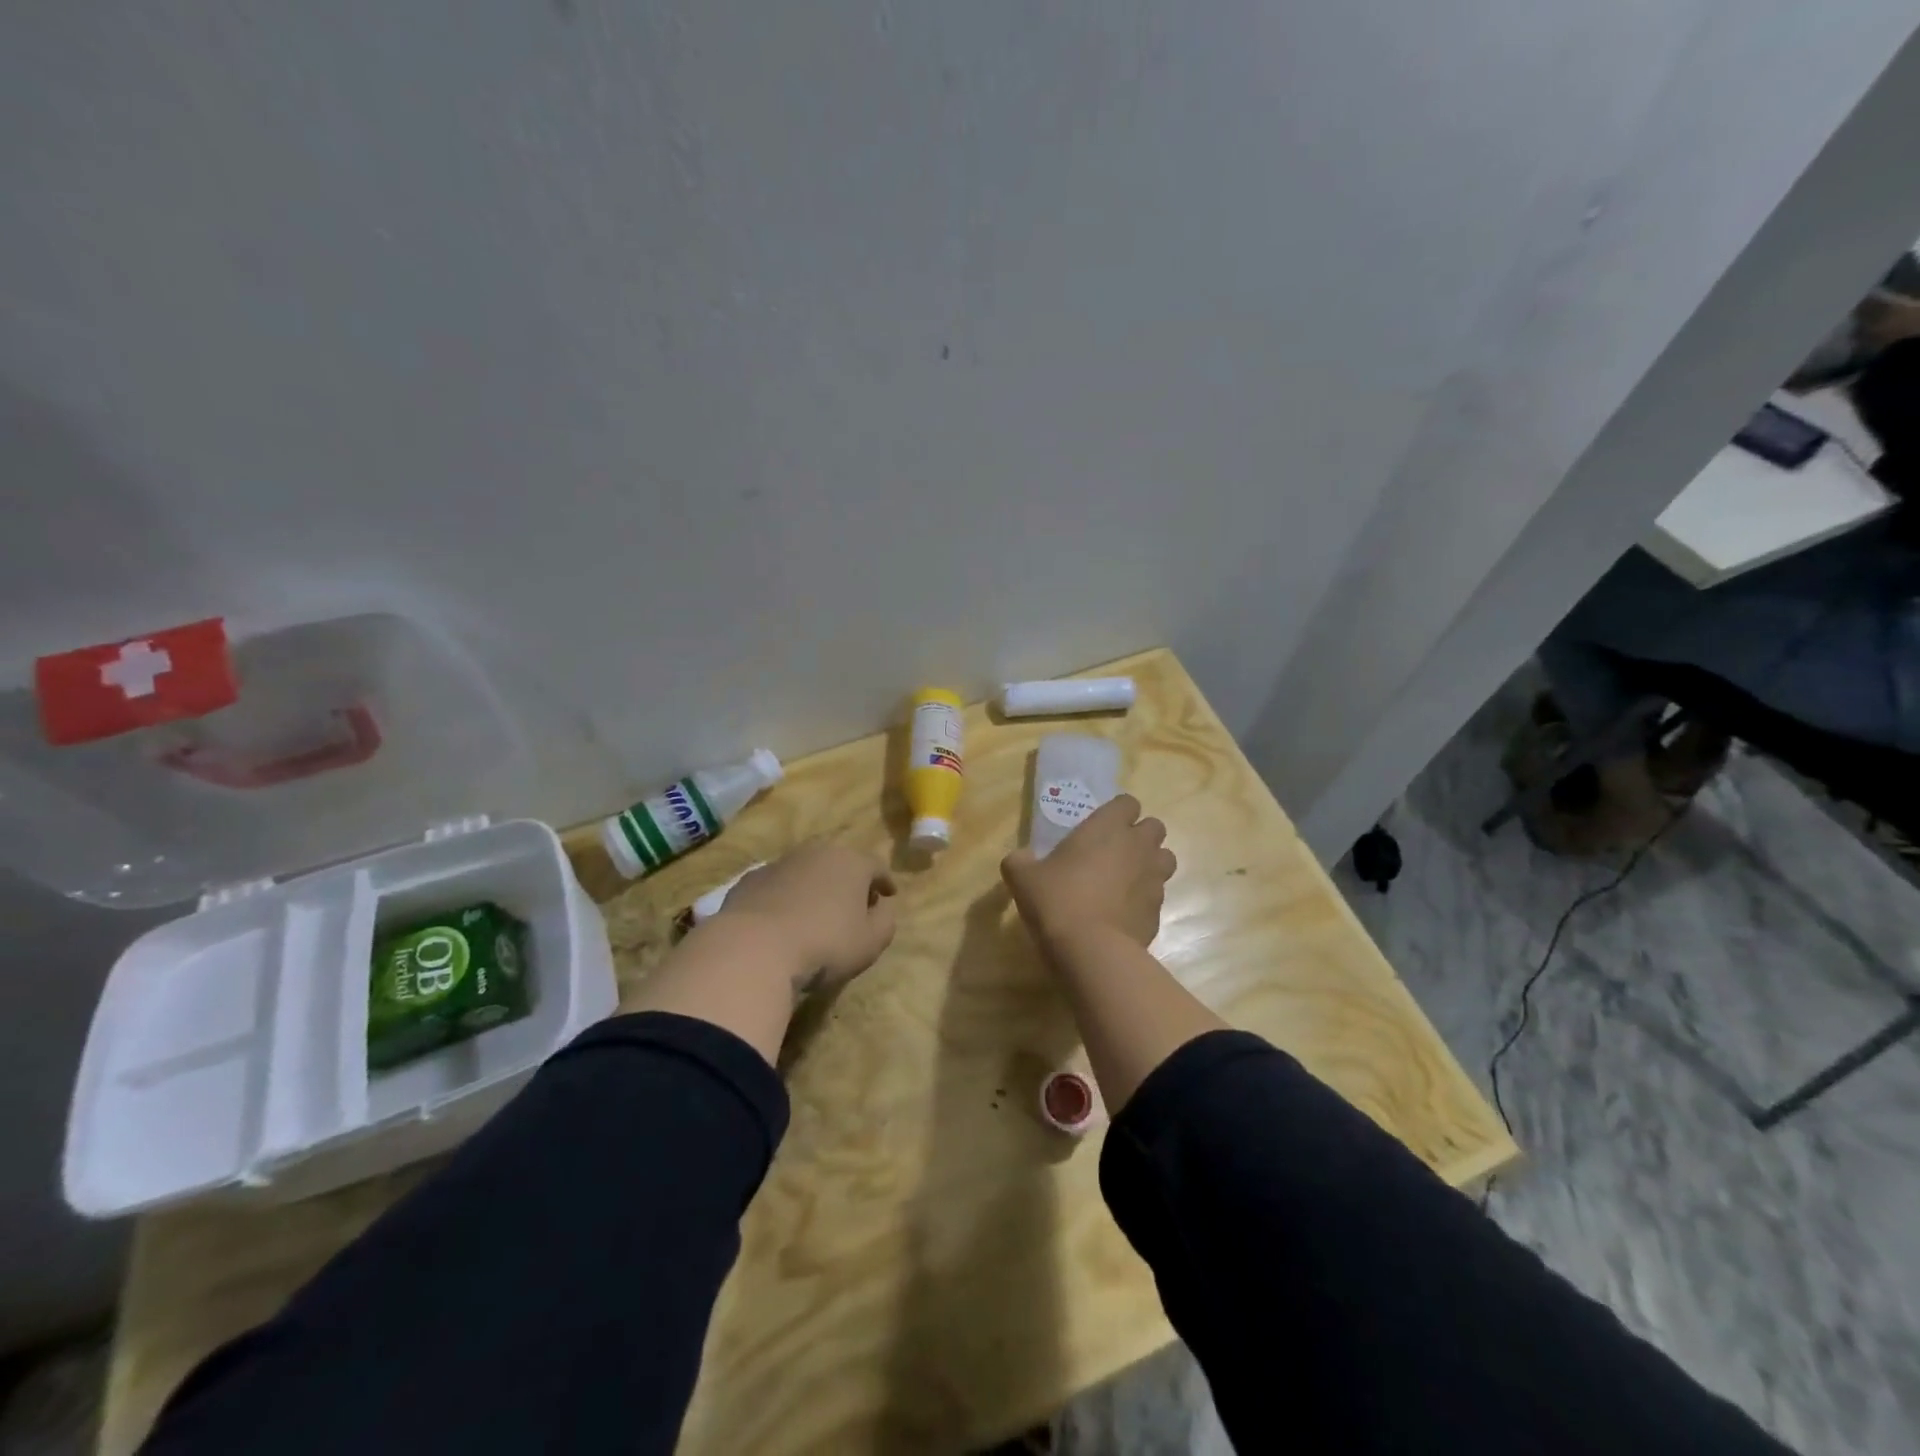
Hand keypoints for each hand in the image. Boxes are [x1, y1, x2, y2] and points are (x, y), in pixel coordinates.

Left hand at [716, 840, 897, 992]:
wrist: (754, 949)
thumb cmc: (825, 944)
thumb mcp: (871, 942)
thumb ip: (885, 921)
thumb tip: (882, 908)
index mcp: (851, 862)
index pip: (876, 866)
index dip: (885, 881)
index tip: (889, 895)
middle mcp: (816, 853)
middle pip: (840, 863)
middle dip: (849, 881)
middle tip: (854, 904)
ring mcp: (779, 863)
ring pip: (806, 871)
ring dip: (815, 887)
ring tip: (816, 913)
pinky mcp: (749, 880)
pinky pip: (777, 886)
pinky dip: (785, 897)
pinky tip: (782, 920)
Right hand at [1001, 795, 1176, 950]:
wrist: (1092, 951)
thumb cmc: (1057, 901)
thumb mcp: (1023, 877)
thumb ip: (1020, 861)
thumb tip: (1021, 858)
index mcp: (1108, 827)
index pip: (1128, 802)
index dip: (1117, 813)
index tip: (1101, 827)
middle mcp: (1138, 846)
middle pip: (1155, 827)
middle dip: (1139, 835)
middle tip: (1114, 852)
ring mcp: (1154, 878)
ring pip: (1165, 858)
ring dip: (1150, 863)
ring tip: (1125, 879)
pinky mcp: (1159, 910)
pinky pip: (1158, 894)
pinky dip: (1145, 898)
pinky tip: (1123, 912)